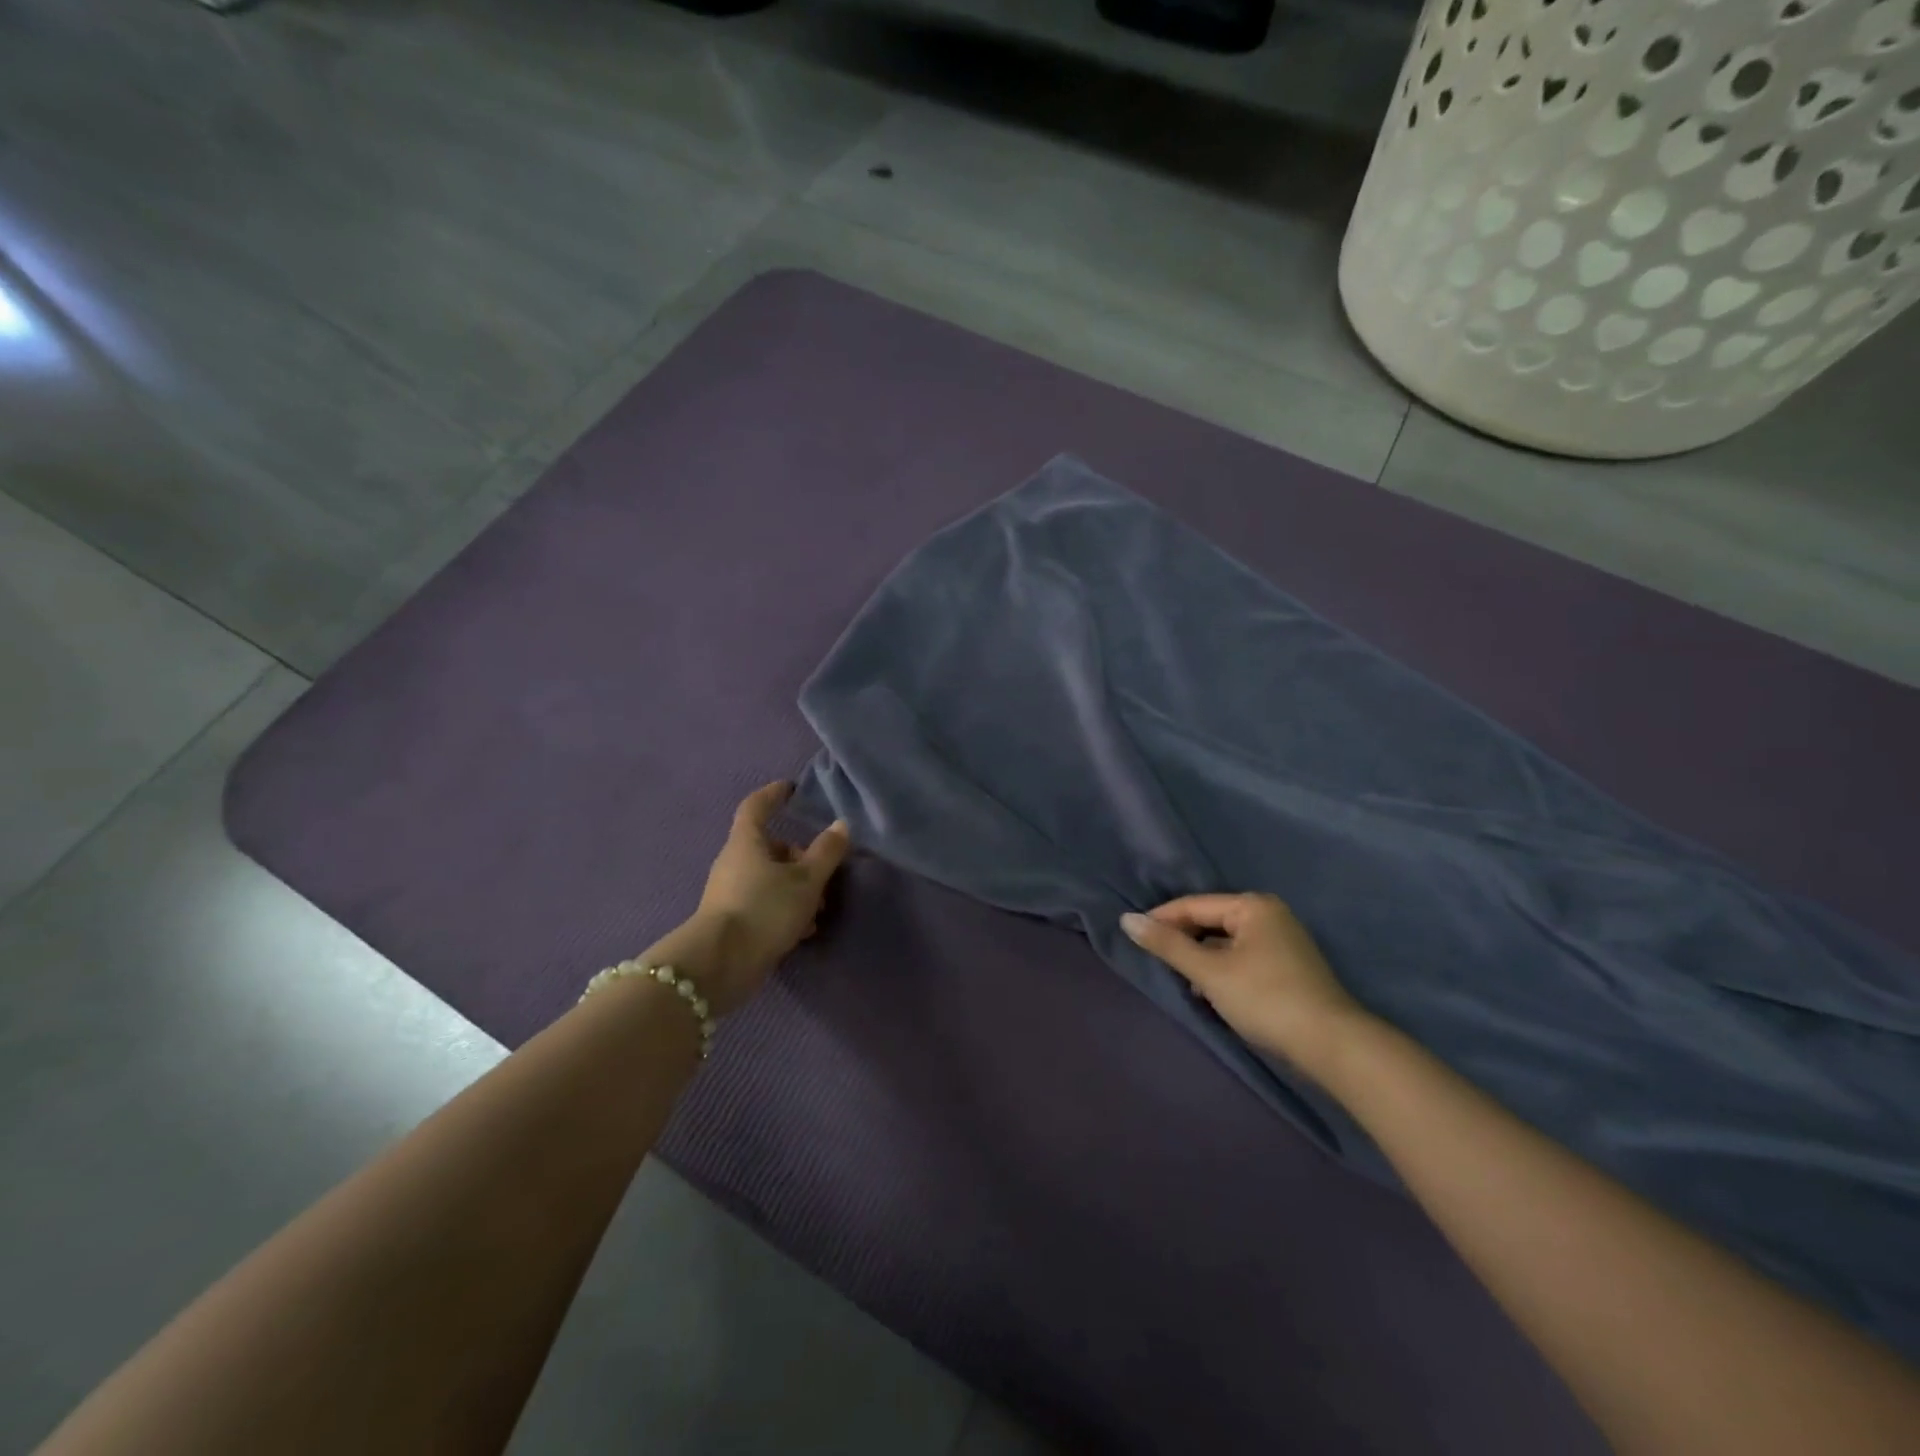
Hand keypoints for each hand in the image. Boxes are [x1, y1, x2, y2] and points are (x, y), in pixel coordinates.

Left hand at [663, 783, 849, 1015]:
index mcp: (746, 842)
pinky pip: (765, 904)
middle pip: (769, 847)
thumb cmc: (764, 909)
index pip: (756, 807)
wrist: (721, 964)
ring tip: (819, 907)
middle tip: (823, 870)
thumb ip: (826, 852)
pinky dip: (786, 909)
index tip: (791, 788)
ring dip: (796, 887)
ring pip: (770, 879)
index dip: (773, 795)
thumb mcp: (805, 880)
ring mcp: (731, 893)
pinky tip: (804, 929)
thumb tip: (841, 824)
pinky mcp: (733, 921)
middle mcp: (734, 863)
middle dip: (799, 856)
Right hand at [1121, 893, 1368, 1077]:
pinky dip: (1221, 971)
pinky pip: (1241, 958)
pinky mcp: (1288, 968)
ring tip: (1180, 981)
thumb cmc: (1265, 999)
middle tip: (1155, 962)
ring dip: (1201, 960)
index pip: (1193, 905)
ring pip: (1225, 943)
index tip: (1133, 938)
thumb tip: (1126, 920)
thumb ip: (1168, 945)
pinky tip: (1209, 993)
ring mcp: (1282, 942)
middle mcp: (1269, 915)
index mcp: (1253, 906)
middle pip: (1210, 922)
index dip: (1161, 921)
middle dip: (1182, 942)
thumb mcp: (1210, 972)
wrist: (1332, 1046)